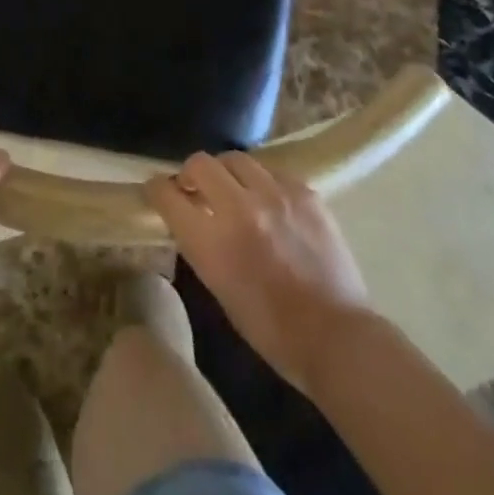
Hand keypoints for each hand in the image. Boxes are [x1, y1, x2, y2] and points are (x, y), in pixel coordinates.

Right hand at [146, 152, 369, 397]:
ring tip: (234, 189)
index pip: (168, 194)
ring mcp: (275, 194)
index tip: (157, 190)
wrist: (336, 335)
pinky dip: (262, 182)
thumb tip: (192, 215)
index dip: (157, 189)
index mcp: (212, 241)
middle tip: (196, 188)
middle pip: (200, 163)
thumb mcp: (219, 288)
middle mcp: (240, 207)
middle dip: (191, 173)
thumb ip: (202, 244)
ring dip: (227, 172)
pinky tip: (269, 202)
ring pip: (236, 159)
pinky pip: (272, 171)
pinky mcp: (304, 191)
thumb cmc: (271, 329)